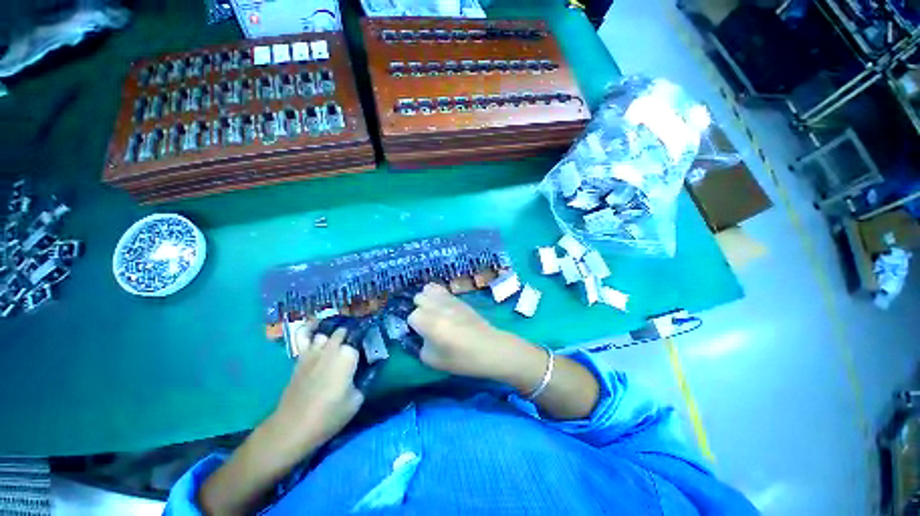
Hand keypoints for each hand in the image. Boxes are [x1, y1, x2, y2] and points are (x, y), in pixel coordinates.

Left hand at [269, 325, 364, 453]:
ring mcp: (314, 351)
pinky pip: (303, 336)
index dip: (366, 346)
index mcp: (348, 355)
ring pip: (327, 334)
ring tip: (339, 342)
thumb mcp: (356, 400)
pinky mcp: (300, 357)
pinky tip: (316, 325)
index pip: (361, 342)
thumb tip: (368, 370)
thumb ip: (364, 380)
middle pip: (345, 333)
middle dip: (351, 338)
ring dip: (334, 337)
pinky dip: (309, 328)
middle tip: (356, 349)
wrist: (293, 426)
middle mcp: (332, 348)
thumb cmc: (329, 414)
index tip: (369, 352)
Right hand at [407, 283, 532, 379]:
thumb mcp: (433, 360)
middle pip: (419, 298)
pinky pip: (442, 290)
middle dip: (420, 309)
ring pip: (428, 289)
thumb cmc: (462, 359)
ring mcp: (449, 300)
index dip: (415, 326)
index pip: (412, 316)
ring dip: (427, 299)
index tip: (423, 334)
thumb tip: (421, 335)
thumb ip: (421, 346)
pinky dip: (438, 296)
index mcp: (429, 322)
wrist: (490, 348)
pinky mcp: (458, 298)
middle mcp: (437, 306)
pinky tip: (442, 307)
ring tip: (433, 311)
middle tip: (427, 322)